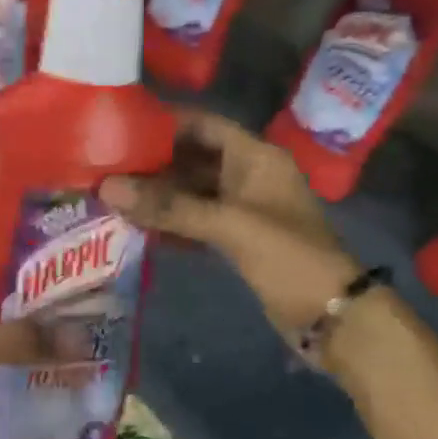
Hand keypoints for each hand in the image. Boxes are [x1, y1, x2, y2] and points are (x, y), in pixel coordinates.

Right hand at [99, 109, 361, 340]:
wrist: (331, 315)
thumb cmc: (287, 256)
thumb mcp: (229, 225)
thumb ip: (170, 207)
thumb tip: (108, 188)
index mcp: (255, 156)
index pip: (203, 124)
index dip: (165, 123)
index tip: (121, 127)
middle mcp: (248, 174)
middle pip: (193, 157)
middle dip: (153, 162)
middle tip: (106, 166)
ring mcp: (243, 207)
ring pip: (192, 191)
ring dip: (159, 194)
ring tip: (113, 194)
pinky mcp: (238, 237)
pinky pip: (197, 218)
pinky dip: (171, 220)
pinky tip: (137, 225)